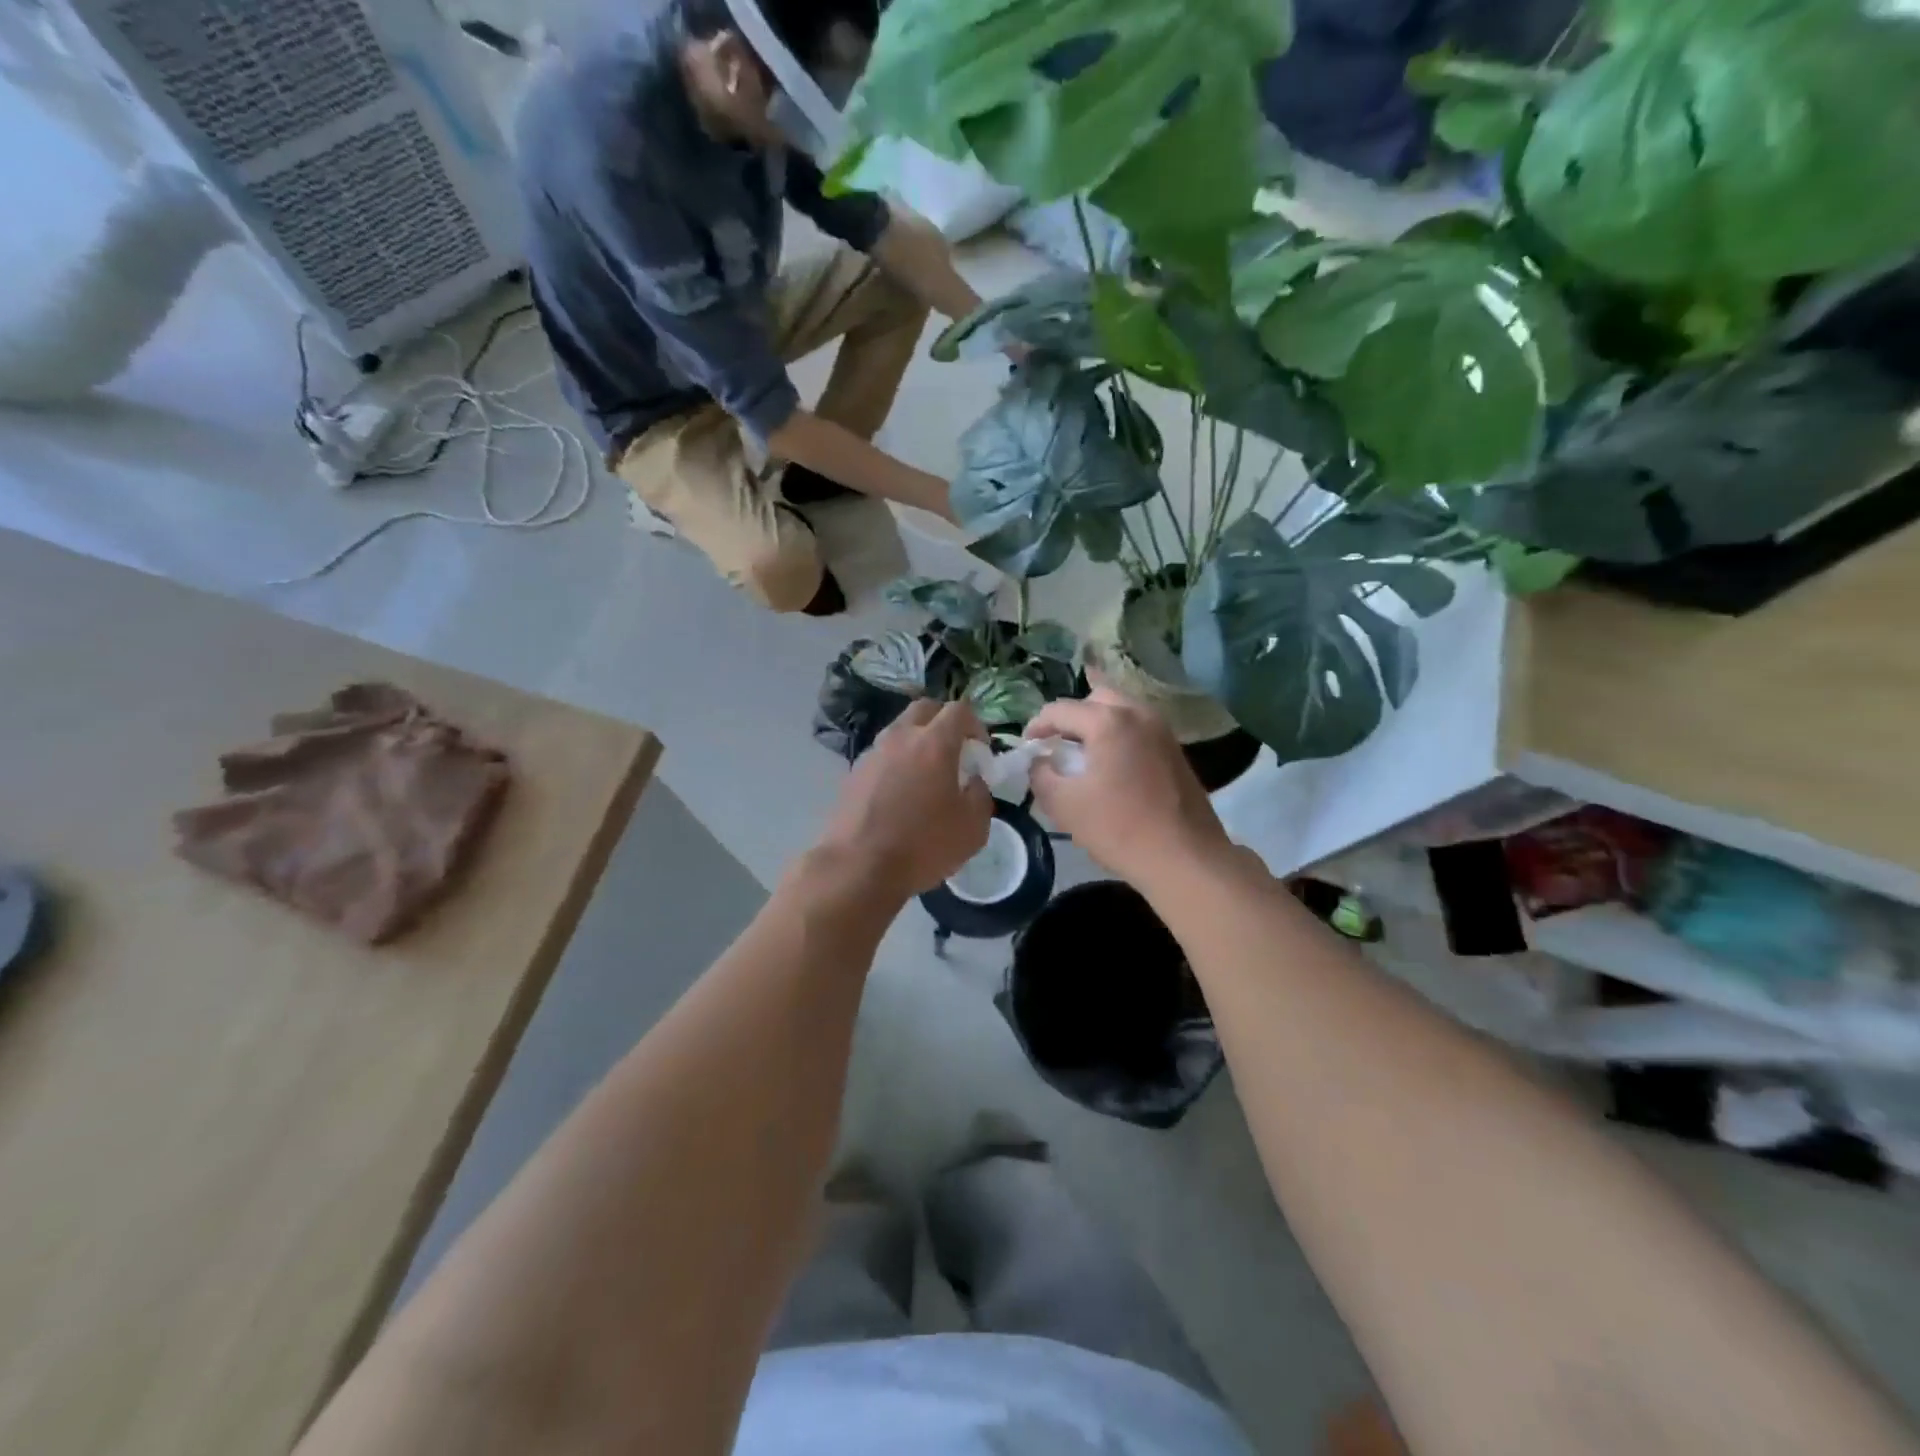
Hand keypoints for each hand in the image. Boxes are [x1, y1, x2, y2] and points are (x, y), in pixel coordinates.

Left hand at [817, 700, 991, 900]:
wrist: (858, 867)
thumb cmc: (923, 845)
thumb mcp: (973, 828)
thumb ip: (981, 796)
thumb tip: (974, 783)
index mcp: (934, 743)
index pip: (959, 710)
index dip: (976, 725)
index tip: (980, 751)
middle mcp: (901, 737)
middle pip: (925, 709)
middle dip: (944, 722)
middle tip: (954, 751)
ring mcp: (873, 753)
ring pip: (899, 730)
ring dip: (917, 741)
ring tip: (926, 774)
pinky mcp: (854, 772)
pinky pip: (882, 754)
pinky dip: (896, 762)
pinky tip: (900, 794)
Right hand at [1028, 687, 1232, 888]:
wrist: (1185, 858)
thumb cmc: (1119, 828)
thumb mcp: (1063, 805)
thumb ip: (1041, 774)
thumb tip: (1041, 761)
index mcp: (1108, 721)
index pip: (1060, 709)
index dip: (1037, 725)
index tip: (1027, 747)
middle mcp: (1138, 714)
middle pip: (1096, 698)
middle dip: (1071, 717)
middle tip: (1056, 744)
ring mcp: (1162, 730)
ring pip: (1121, 711)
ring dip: (1096, 725)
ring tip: (1082, 755)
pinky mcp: (1175, 750)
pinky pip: (1138, 729)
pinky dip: (1118, 737)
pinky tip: (1110, 767)